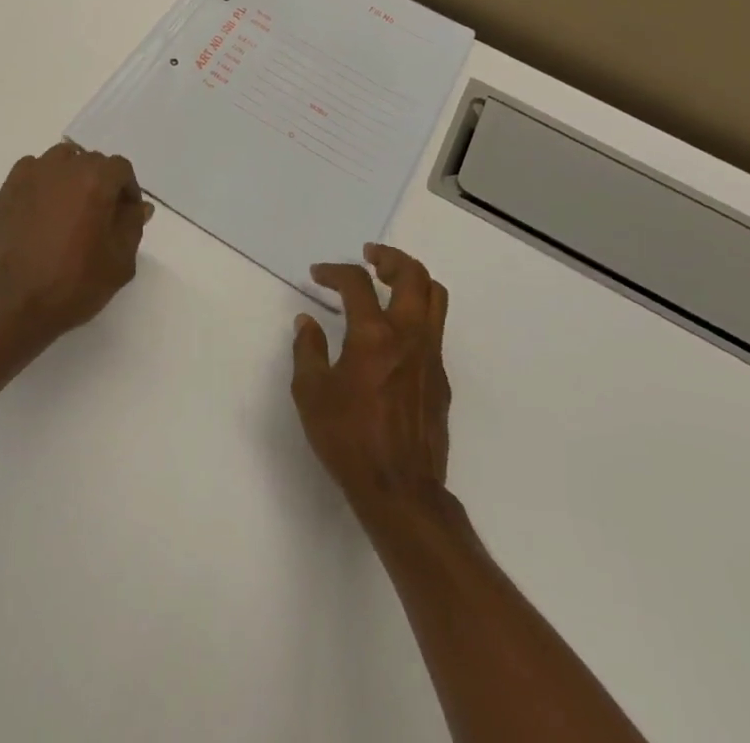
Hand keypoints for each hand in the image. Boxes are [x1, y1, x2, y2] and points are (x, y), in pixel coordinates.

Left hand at [0, 142, 152, 356]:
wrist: (10, 306)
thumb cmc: (73, 284)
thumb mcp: (120, 262)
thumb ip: (132, 225)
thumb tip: (138, 206)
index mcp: (94, 179)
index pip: (120, 168)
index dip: (128, 191)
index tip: (125, 217)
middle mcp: (61, 167)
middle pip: (89, 161)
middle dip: (99, 183)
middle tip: (98, 217)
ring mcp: (27, 177)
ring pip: (57, 162)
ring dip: (69, 178)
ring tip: (67, 212)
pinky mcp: (3, 193)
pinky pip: (29, 176)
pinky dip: (40, 187)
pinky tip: (38, 216)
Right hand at [291, 244, 451, 517]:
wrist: (402, 492)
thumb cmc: (350, 440)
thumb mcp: (311, 394)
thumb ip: (307, 350)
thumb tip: (307, 322)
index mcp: (374, 336)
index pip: (356, 283)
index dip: (334, 271)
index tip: (318, 274)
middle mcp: (409, 336)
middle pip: (413, 274)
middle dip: (390, 257)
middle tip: (370, 257)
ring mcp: (431, 356)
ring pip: (435, 297)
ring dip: (412, 279)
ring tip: (389, 282)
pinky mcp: (442, 378)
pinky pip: (436, 329)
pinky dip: (417, 313)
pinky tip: (395, 333)